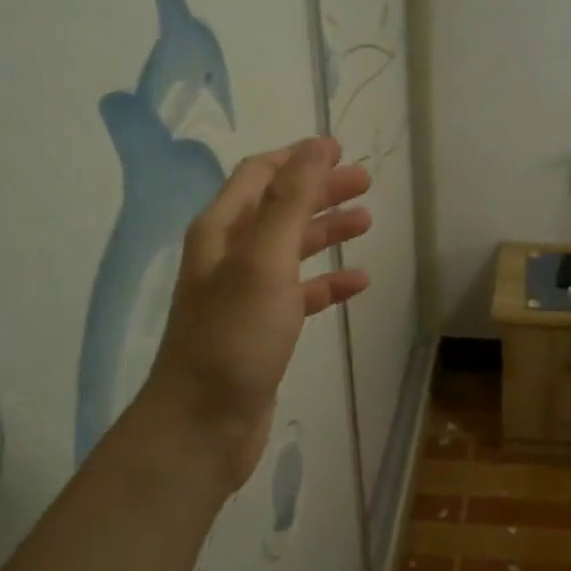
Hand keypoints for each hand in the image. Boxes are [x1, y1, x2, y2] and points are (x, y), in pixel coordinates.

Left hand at [140, 137, 371, 493]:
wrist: (203, 425)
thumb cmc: (234, 336)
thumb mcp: (264, 260)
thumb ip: (290, 201)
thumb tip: (314, 146)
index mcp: (222, 231)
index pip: (260, 175)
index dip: (298, 158)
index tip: (339, 148)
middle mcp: (231, 255)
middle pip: (280, 207)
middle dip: (320, 190)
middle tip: (364, 181)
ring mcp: (247, 294)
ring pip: (293, 248)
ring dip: (327, 230)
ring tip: (367, 219)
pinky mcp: (264, 329)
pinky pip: (302, 292)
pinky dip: (329, 282)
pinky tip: (358, 280)